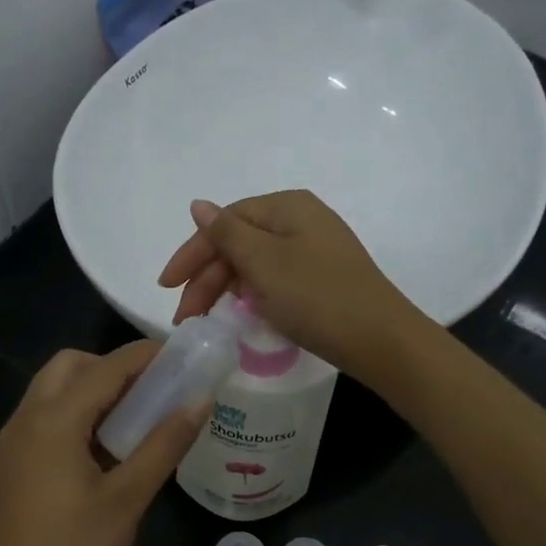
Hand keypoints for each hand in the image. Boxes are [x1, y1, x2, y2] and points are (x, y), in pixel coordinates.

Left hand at [0, 342, 208, 545]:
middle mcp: (26, 419)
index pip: (106, 367)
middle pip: (71, 367)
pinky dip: (81, 415)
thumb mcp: (127, 499)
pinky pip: (50, 419)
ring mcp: (16, 444)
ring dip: (97, 391)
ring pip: (57, 392)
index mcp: (52, 420)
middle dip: (115, 368)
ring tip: (143, 417)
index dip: (148, 355)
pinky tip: (113, 446)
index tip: (188, 355)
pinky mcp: (16, 466)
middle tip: (158, 391)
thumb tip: (201, 399)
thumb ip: (164, 443)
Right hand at [158, 190, 427, 382]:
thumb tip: (198, 205)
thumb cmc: (317, 297)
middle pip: (238, 243)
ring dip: (224, 289)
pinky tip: (239, 315)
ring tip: (204, 321)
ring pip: (253, 264)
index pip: (225, 222)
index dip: (191, 253)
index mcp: (286, 207)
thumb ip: (227, 234)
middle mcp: (300, 221)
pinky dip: (250, 296)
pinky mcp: (319, 279)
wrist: (380, 340)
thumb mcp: (264, 263)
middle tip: (185, 317)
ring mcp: (312, 251)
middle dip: (206, 278)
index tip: (166, 287)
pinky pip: (273, 279)